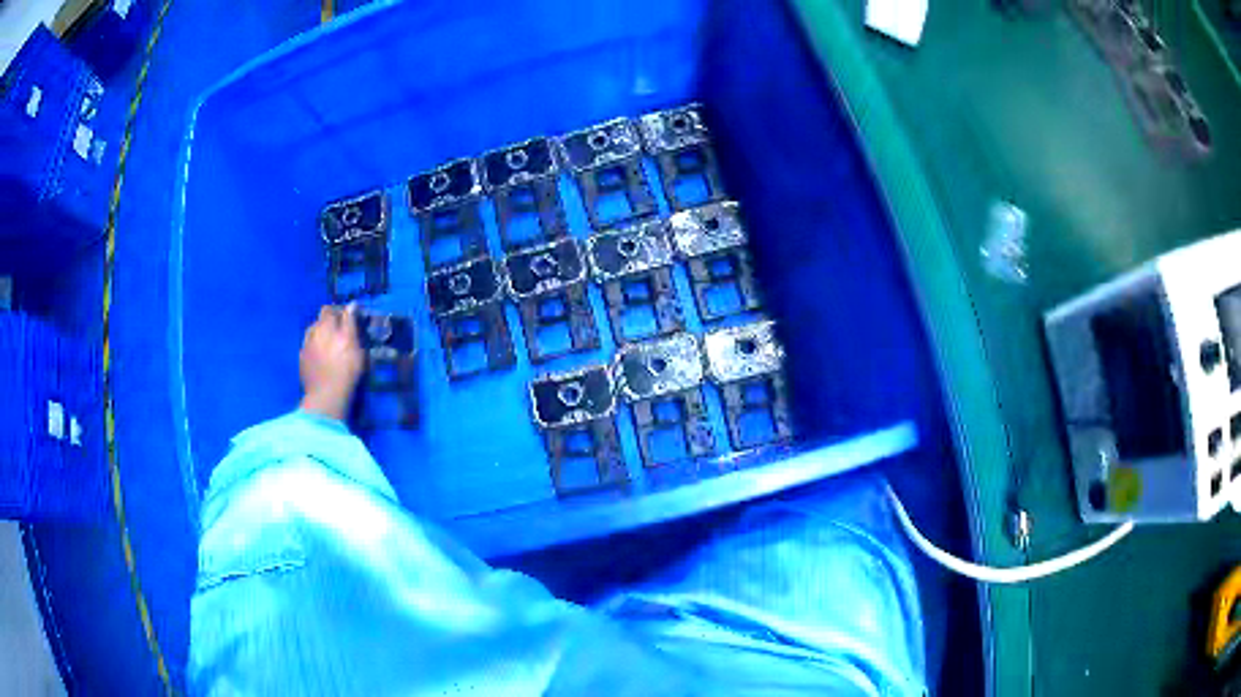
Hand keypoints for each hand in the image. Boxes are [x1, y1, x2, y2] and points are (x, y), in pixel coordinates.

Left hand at [299, 305, 364, 420]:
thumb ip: (351, 323)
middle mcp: (315, 330)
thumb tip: (351, 305)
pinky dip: (315, 345)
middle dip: (331, 318)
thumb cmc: (346, 370)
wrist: (326, 395)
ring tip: (329, 341)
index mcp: (328, 325)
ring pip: (313, 329)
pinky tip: (321, 355)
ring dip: (321, 330)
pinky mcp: (302, 358)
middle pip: (322, 316)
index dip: (343, 311)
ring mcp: (306, 344)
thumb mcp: (356, 346)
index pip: (334, 309)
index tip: (351, 317)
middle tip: (341, 329)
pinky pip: (309, 344)